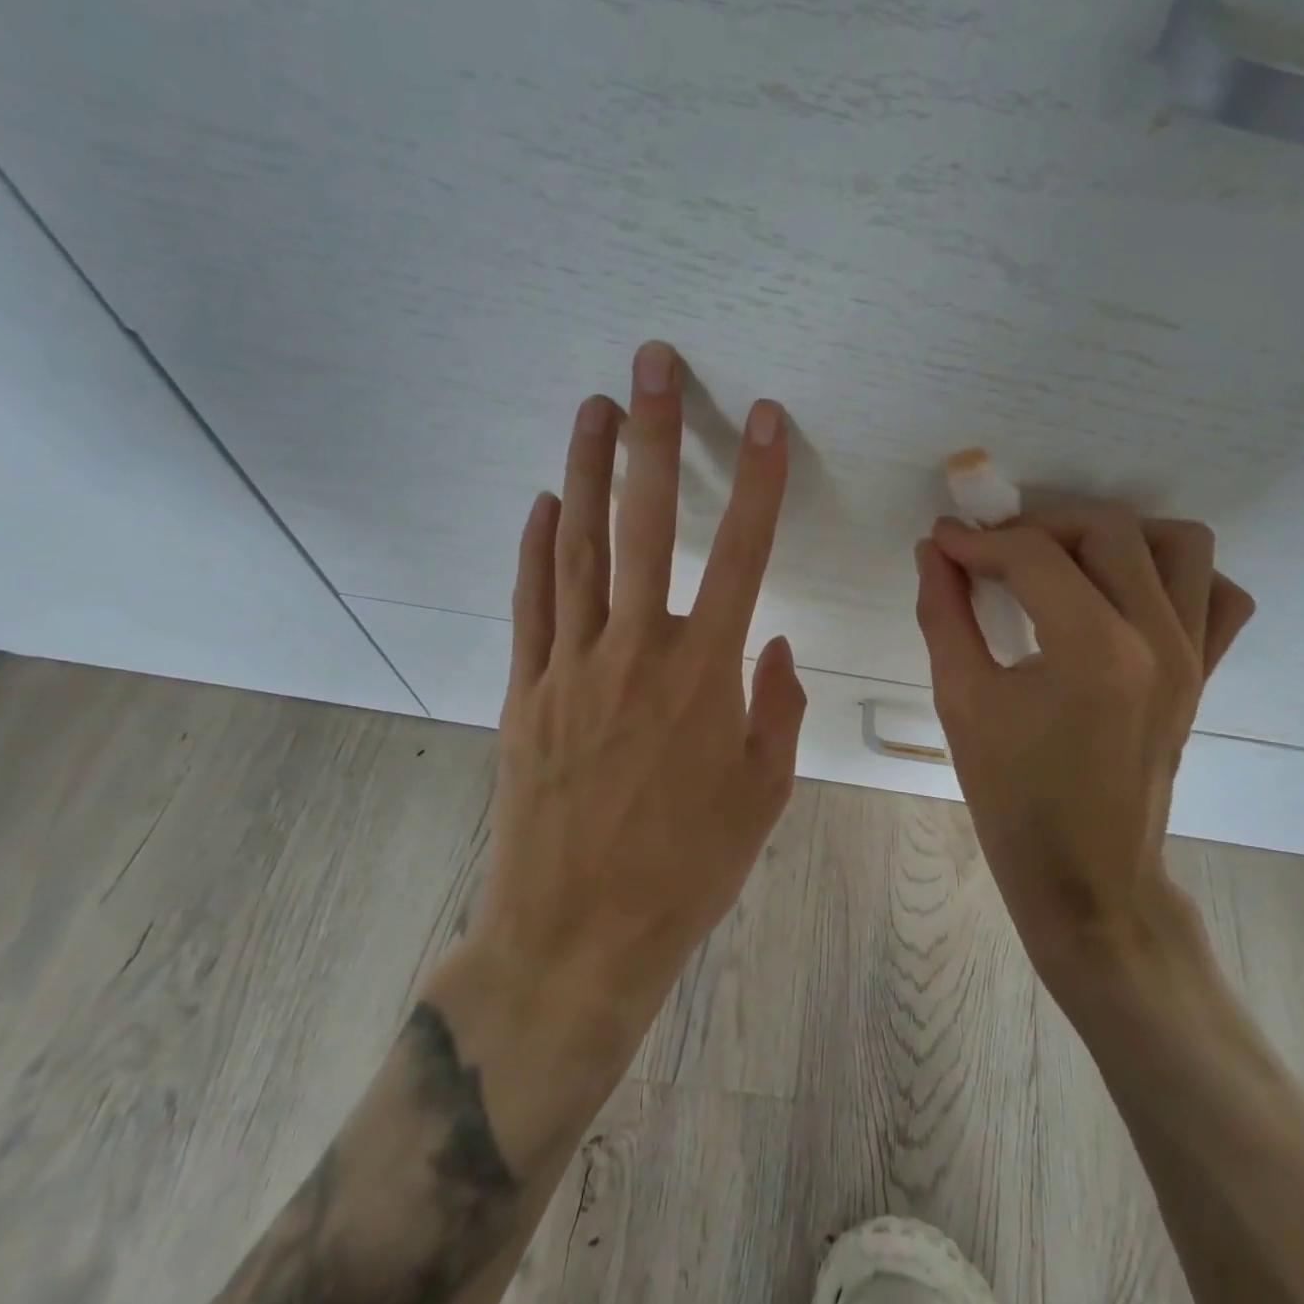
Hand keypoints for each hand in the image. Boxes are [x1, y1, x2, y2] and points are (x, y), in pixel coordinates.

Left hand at [469, 341, 805, 1036]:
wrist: (579, 937)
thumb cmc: (688, 869)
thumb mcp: (764, 794)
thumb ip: (777, 709)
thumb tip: (776, 648)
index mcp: (705, 676)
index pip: (742, 554)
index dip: (758, 481)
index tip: (766, 420)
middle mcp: (636, 651)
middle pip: (644, 524)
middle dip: (652, 436)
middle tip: (651, 366)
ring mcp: (571, 667)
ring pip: (576, 548)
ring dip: (585, 471)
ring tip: (591, 408)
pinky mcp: (527, 693)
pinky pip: (531, 604)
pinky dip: (536, 548)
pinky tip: (542, 503)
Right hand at [913, 505, 1253, 996]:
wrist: (1087, 877)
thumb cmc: (1014, 799)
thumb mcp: (961, 701)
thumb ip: (943, 614)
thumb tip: (934, 552)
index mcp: (1092, 648)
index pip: (1032, 555)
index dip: (976, 540)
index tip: (942, 541)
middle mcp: (1157, 637)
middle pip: (1107, 530)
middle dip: (1039, 525)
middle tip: (994, 553)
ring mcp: (1192, 655)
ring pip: (1178, 544)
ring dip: (1115, 536)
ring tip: (1065, 563)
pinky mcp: (1205, 674)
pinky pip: (1216, 595)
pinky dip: (1175, 576)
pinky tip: (1126, 595)